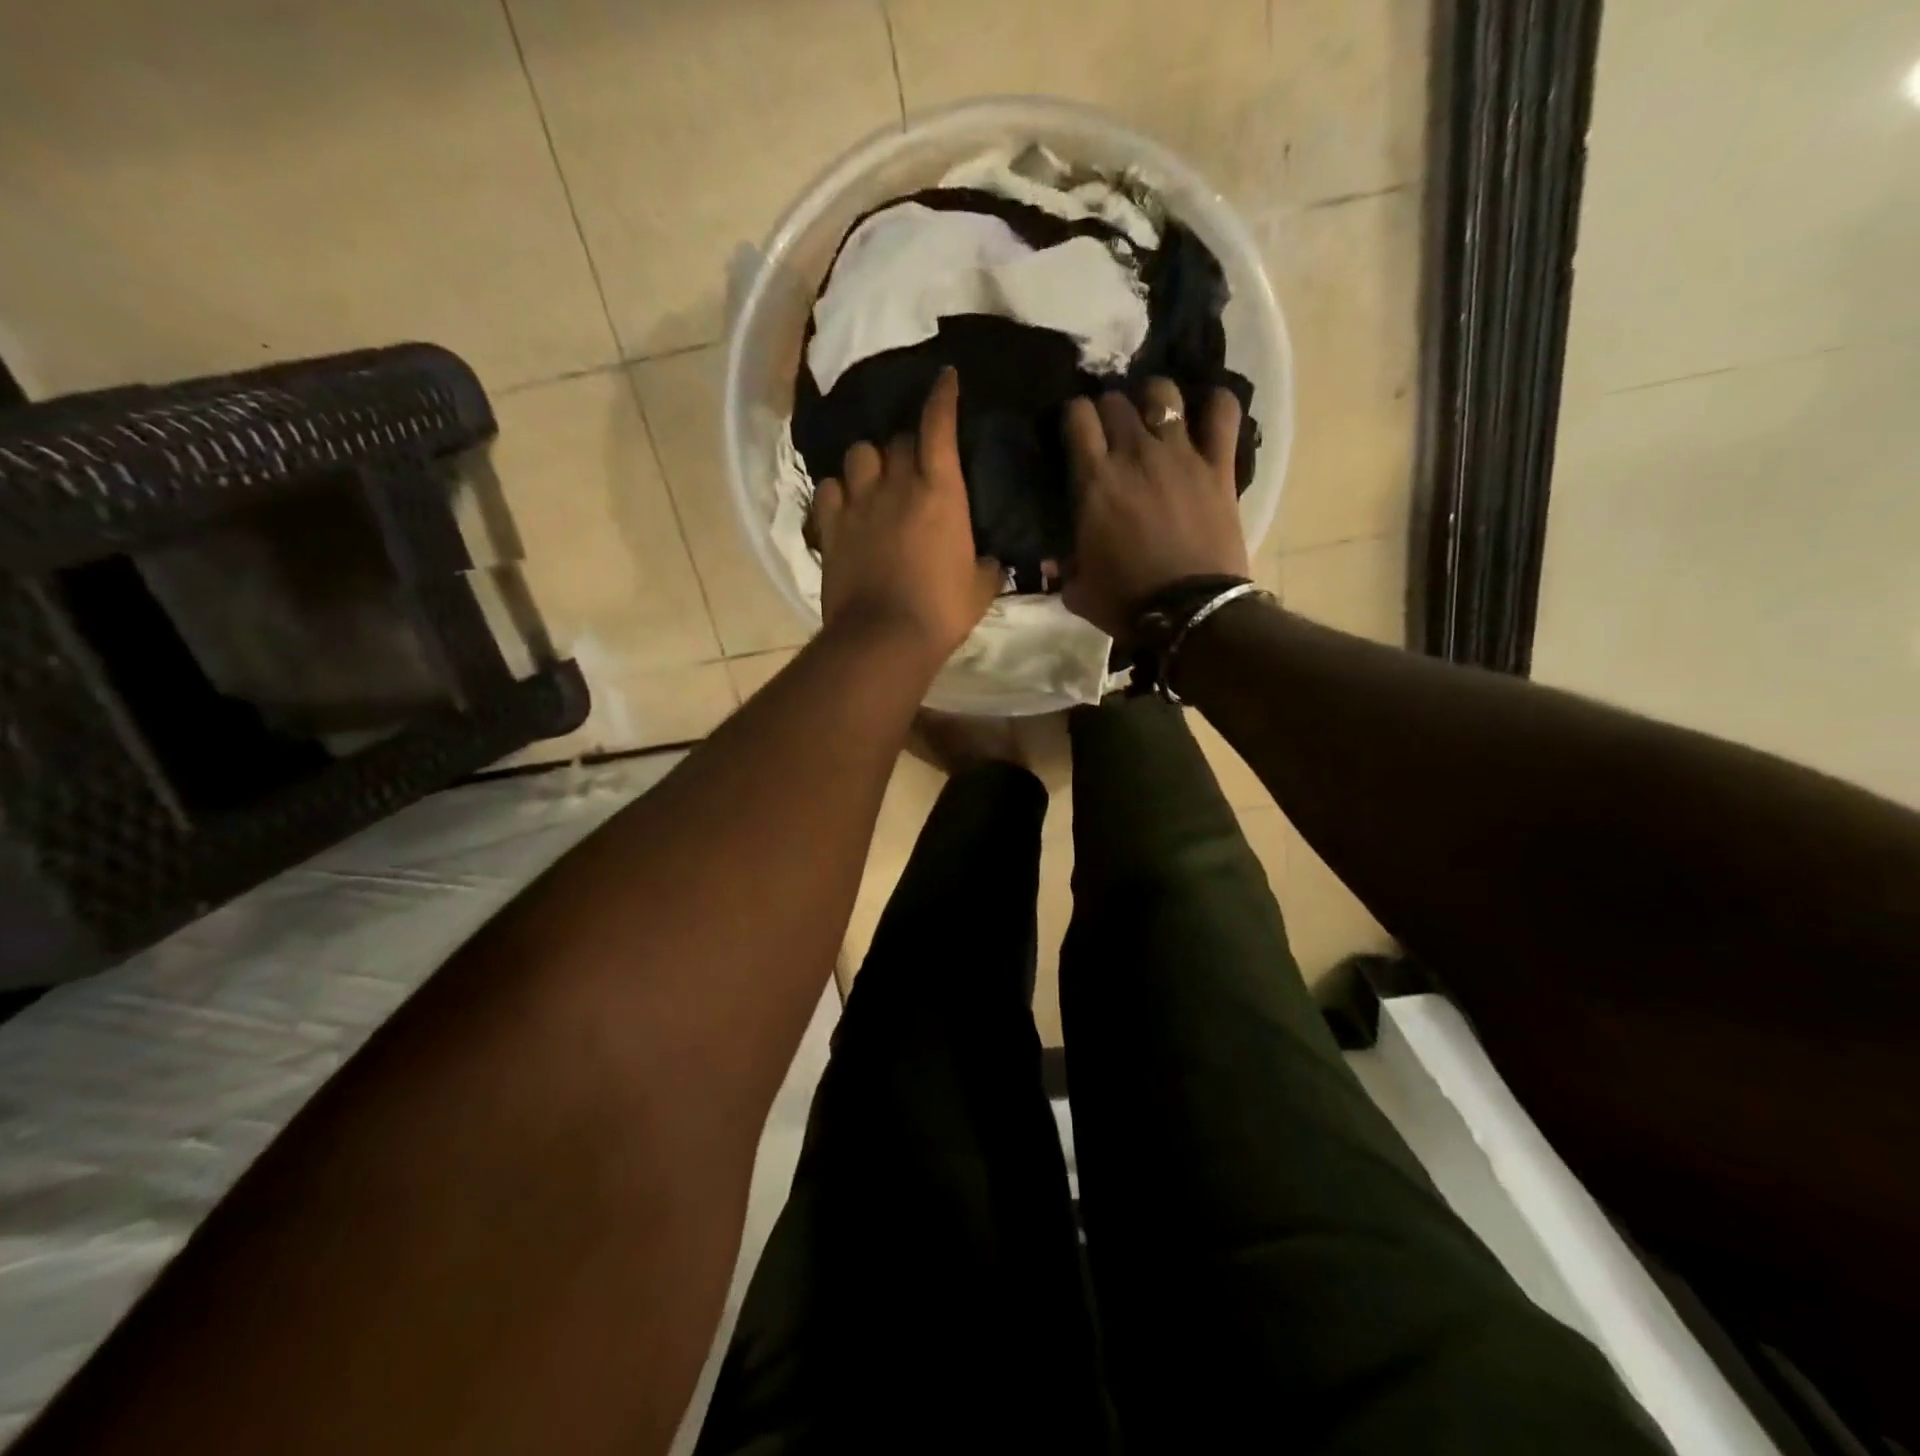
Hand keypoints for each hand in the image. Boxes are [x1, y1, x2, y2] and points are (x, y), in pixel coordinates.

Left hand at [812, 368, 1001, 663]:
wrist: (884, 637)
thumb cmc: (941, 611)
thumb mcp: (980, 589)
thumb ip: (987, 565)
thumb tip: (989, 560)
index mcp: (940, 492)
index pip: (938, 426)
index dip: (942, 397)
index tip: (945, 378)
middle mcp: (896, 485)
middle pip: (898, 439)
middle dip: (909, 443)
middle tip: (916, 460)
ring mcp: (858, 503)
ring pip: (859, 454)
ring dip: (871, 460)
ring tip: (875, 477)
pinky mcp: (830, 527)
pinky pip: (829, 488)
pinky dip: (839, 490)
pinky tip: (846, 502)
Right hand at [1061, 379, 1248, 639]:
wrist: (1189, 614)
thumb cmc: (1126, 603)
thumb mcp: (1077, 589)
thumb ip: (1063, 565)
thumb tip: (1052, 560)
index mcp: (1095, 481)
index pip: (1077, 416)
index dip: (1073, 417)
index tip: (1074, 432)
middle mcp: (1135, 454)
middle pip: (1116, 401)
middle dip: (1108, 410)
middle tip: (1111, 432)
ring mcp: (1181, 455)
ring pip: (1163, 394)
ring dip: (1153, 400)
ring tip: (1153, 418)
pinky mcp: (1219, 466)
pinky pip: (1223, 412)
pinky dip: (1215, 405)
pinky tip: (1206, 412)